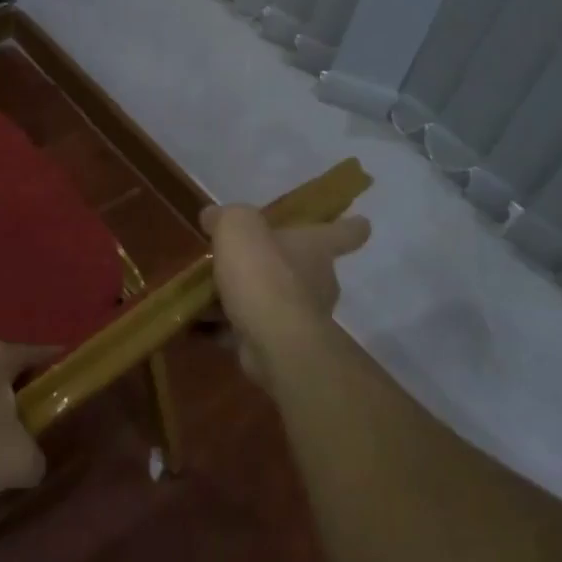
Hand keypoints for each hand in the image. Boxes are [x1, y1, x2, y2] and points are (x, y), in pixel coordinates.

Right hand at [201, 205, 369, 382]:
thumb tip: (213, 217)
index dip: (352, 226)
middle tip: (241, 259)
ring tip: (207, 292)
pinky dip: (229, 325)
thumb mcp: (238, 227)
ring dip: (247, 296)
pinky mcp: (281, 344)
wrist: (273, 340)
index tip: (361, 223)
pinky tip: (199, 322)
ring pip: (274, 299)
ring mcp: (302, 316)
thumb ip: (227, 217)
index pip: (345, 233)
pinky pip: (252, 328)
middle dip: (277, 264)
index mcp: (317, 248)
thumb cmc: (263, 273)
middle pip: (305, 266)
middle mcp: (318, 281)